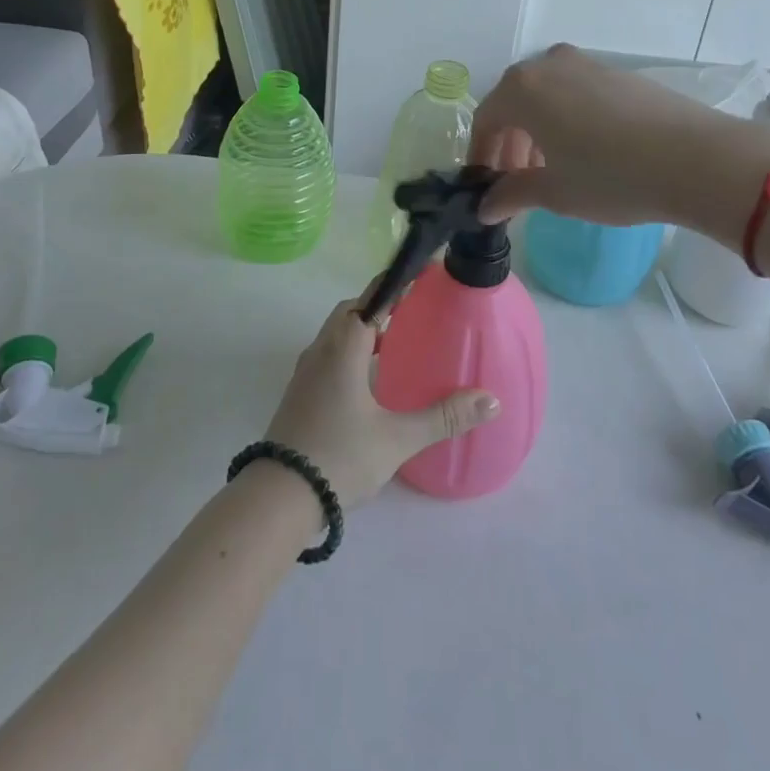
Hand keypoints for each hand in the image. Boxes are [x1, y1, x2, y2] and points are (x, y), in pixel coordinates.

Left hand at [263, 296, 499, 510]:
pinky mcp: (300, 393)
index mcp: (343, 348)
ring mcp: (305, 372)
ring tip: (397, 344)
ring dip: (363, 330)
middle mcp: (321, 350)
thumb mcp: (397, 439)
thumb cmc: (339, 456)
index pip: (371, 298)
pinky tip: (370, 380)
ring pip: (336, 335)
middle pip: (350, 312)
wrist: (278, 496)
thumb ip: (443, 418)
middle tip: (413, 312)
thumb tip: (491, 400)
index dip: (396, 283)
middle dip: (379, 306)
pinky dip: (351, 352)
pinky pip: (328, 355)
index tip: (422, 274)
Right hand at [470, 44, 720, 225]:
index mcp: (522, 89)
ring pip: (547, 96)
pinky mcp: (619, 73)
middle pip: (514, 103)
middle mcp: (549, 65)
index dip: (481, 154)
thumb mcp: (554, 192)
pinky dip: (567, 118)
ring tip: (551, 168)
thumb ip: (511, 194)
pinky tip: (587, 151)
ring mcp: (587, 64)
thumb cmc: (611, 177)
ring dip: (538, 130)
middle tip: (517, 180)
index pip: (486, 120)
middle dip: (510, 143)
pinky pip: (576, 93)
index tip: (486, 185)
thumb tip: (484, 207)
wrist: (697, 159)